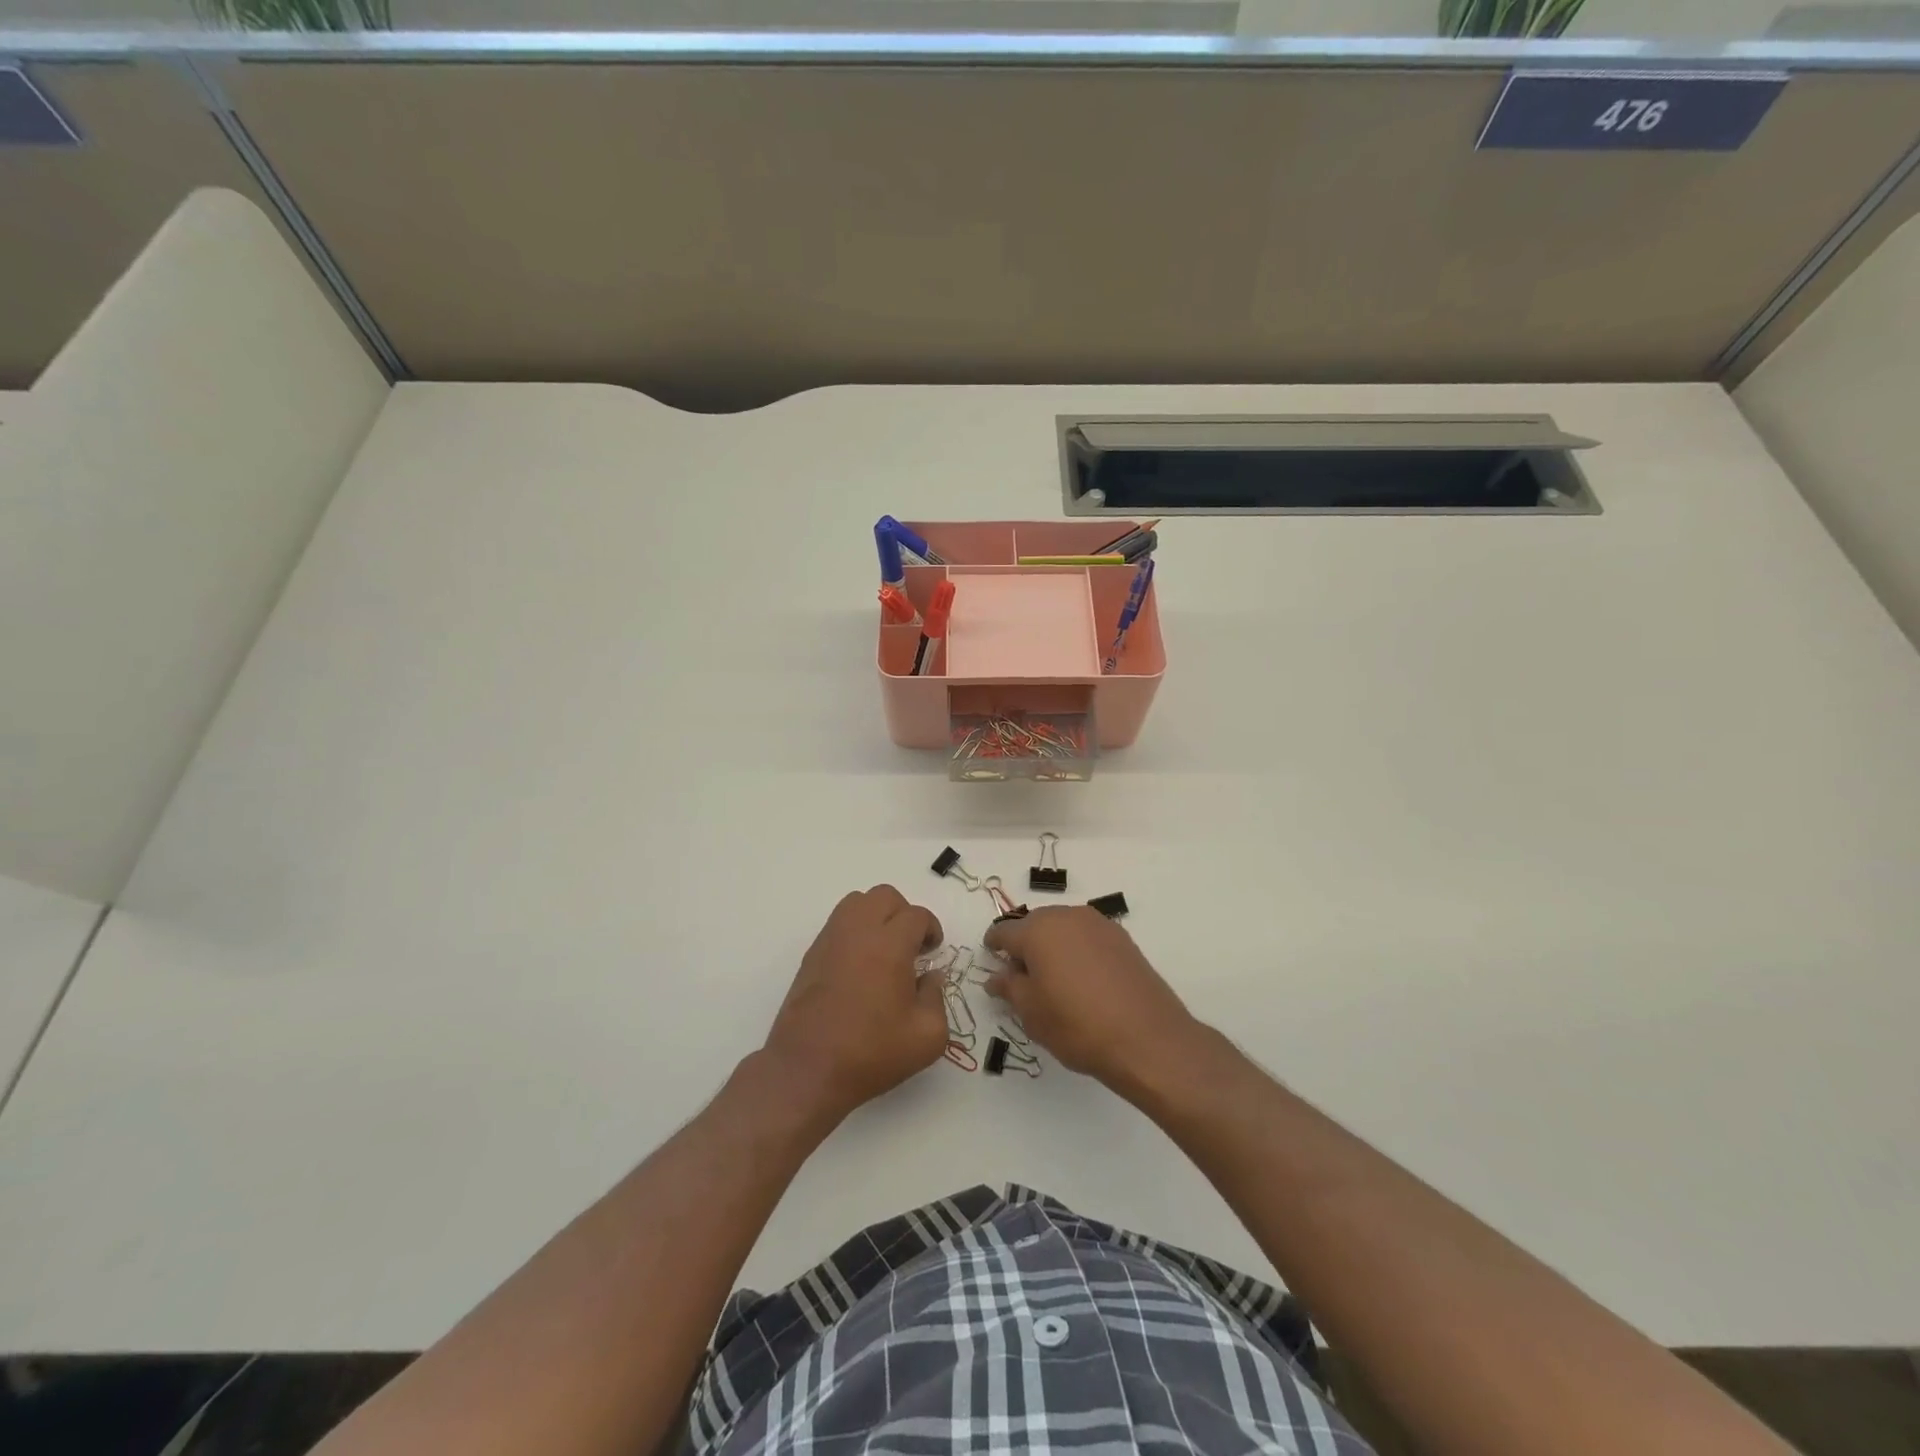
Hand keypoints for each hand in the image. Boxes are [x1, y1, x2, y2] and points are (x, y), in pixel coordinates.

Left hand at [762, 886, 949, 1125]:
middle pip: (885, 896)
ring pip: (856, 902)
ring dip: (876, 916)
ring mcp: (830, 940)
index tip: (933, 952)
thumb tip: (930, 977)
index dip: (931, 929)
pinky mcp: (811, 955)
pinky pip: (837, 923)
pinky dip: (854, 931)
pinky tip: (860, 964)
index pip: (916, 915)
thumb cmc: (871, 1053)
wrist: (807, 1070)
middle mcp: (858, 932)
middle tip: (911, 946)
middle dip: (904, 914)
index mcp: (890, 945)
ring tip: (884, 949)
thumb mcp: (927, 1037)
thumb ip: (937, 999)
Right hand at [983, 906, 1200, 1094]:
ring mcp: (1098, 925)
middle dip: (1024, 944)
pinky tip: (1082, 979)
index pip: (1005, 931)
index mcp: (1038, 930)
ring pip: (1063, 928)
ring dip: (1052, 945)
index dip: (994, 944)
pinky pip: (1087, 937)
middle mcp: (1067, 916)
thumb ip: (1010, 988)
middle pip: (1035, 924)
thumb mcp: (1032, 1013)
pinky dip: (1077, 950)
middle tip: (1021, 976)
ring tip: (1053, 979)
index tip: (991, 958)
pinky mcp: (1122, 939)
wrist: (1148, 1038)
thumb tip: (996, 976)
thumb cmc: (1078, 1025)